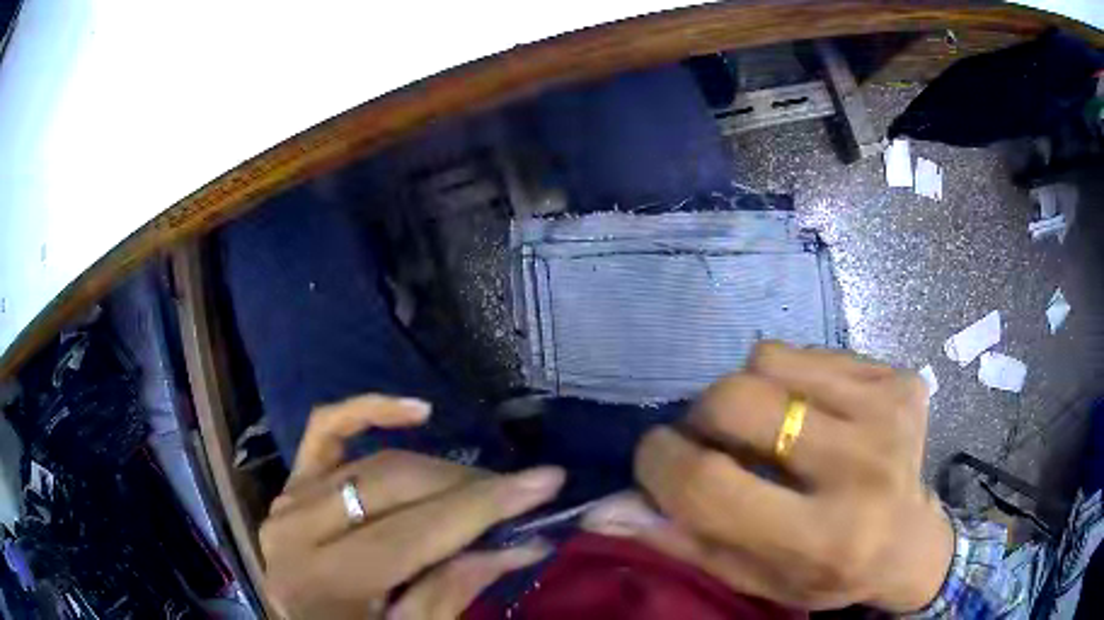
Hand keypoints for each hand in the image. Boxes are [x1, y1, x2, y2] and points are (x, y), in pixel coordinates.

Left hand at [259, 395, 564, 618]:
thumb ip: (453, 592)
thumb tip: (521, 543)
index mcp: (324, 580)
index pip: (413, 532)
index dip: (483, 506)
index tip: (546, 481)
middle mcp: (297, 530)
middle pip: (395, 487)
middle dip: (469, 487)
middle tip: (520, 491)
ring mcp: (289, 499)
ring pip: (376, 463)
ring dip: (439, 469)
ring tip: (482, 485)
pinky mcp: (292, 482)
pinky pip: (326, 430)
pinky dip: (370, 411)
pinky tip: (417, 410)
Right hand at [586, 342, 952, 611]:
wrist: (910, 541)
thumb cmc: (827, 573)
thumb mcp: (752, 579)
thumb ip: (682, 542)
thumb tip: (602, 509)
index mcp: (822, 538)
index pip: (710, 484)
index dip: (660, 463)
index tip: (656, 456)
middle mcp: (862, 468)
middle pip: (737, 400)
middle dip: (702, 416)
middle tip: (713, 440)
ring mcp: (888, 411)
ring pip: (768, 359)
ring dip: (748, 392)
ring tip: (769, 427)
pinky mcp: (899, 378)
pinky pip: (809, 351)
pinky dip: (790, 378)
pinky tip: (811, 413)